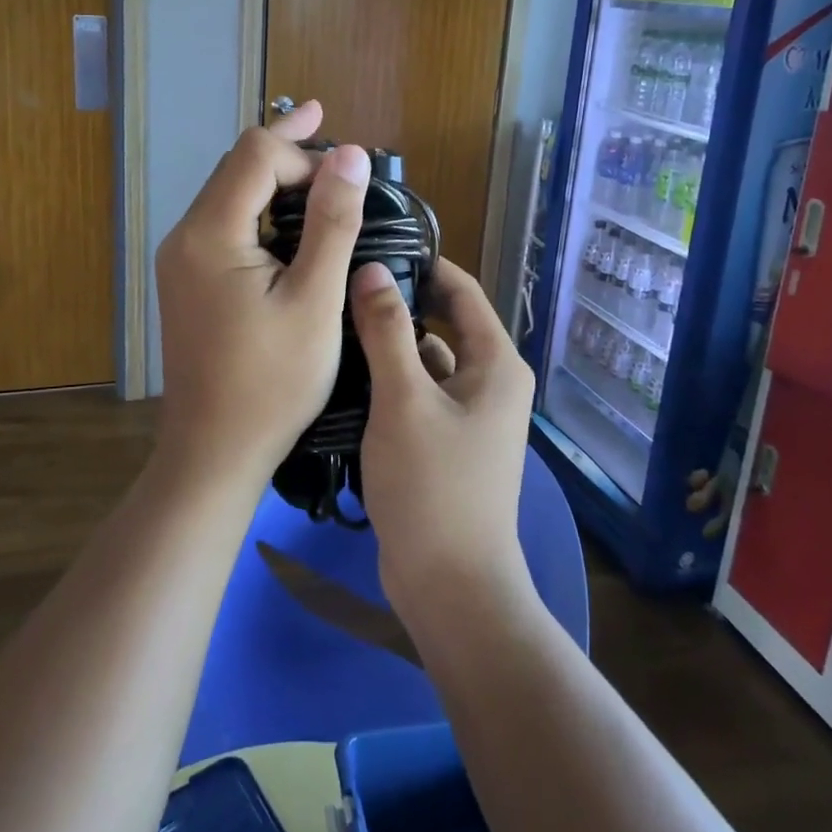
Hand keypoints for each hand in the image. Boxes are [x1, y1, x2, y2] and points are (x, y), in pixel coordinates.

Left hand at [155, 100, 370, 486]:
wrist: (214, 452)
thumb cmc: (272, 382)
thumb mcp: (315, 300)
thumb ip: (332, 222)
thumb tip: (351, 154)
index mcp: (210, 233)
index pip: (256, 155)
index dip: (304, 155)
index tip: (346, 182)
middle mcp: (185, 235)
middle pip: (237, 165)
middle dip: (285, 146)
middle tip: (325, 120)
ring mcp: (182, 258)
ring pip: (229, 192)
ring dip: (272, 174)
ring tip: (315, 158)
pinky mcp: (189, 278)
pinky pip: (225, 222)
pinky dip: (259, 206)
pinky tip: (288, 211)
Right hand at [351, 257, 537, 623]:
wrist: (450, 586)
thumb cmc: (433, 485)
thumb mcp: (404, 400)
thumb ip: (386, 330)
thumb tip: (372, 268)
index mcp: (495, 363)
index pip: (462, 291)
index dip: (424, 264)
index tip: (375, 244)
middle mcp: (490, 382)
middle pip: (443, 323)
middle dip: (400, 301)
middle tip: (345, 282)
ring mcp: (468, 414)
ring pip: (426, 359)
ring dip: (390, 342)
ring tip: (337, 321)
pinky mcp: (445, 440)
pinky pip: (417, 392)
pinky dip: (390, 379)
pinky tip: (347, 373)